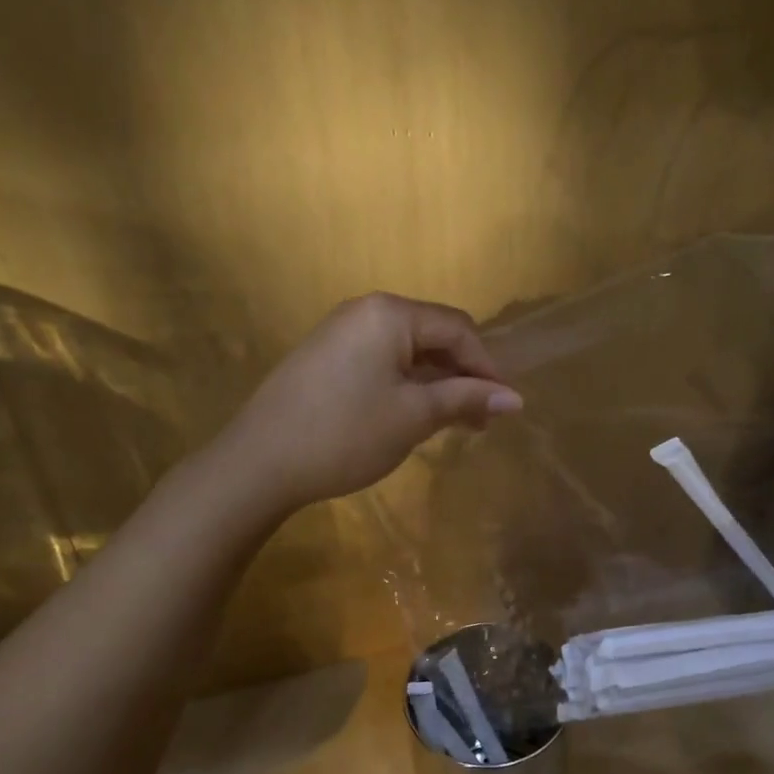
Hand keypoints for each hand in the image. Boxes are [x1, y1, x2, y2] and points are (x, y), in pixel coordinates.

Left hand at [225, 292, 521, 512]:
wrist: (258, 463)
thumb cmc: (346, 434)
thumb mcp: (414, 416)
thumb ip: (465, 399)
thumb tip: (515, 398)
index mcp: (389, 313)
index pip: (458, 328)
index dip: (487, 366)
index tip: (505, 406)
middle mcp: (364, 311)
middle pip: (432, 336)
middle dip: (462, 376)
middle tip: (480, 420)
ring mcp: (339, 333)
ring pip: (406, 352)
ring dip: (436, 384)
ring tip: (453, 424)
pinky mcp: (324, 358)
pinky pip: (380, 362)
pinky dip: (406, 386)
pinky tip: (413, 417)